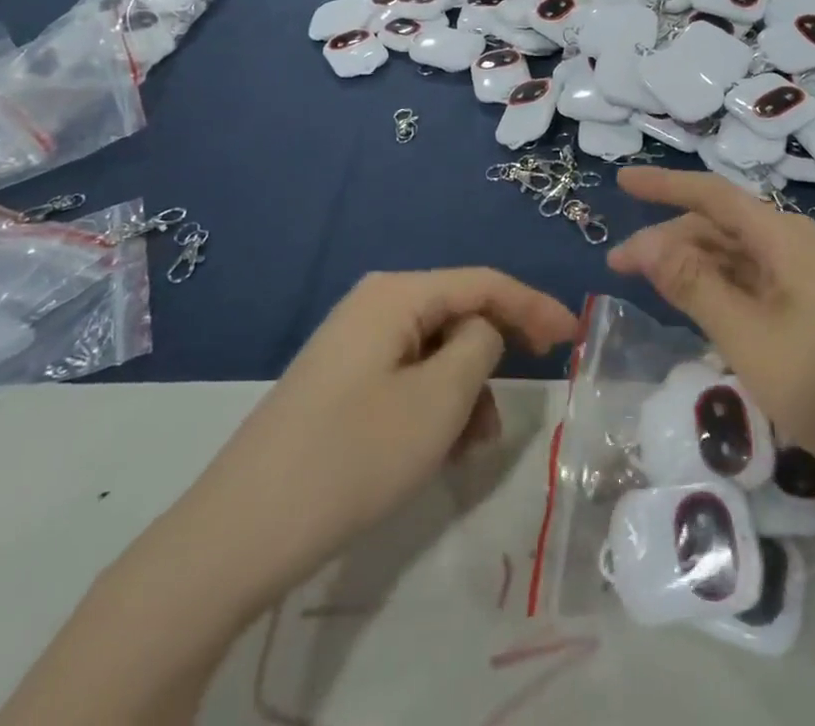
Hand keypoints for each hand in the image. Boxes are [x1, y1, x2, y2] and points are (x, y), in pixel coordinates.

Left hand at [173, 269, 575, 604]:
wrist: (240, 532)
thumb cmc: (354, 454)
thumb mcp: (439, 399)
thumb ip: (481, 346)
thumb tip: (484, 332)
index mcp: (397, 294)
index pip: (484, 282)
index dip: (533, 304)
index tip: (574, 334)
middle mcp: (375, 305)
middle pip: (459, 312)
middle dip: (498, 350)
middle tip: (535, 383)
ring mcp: (354, 345)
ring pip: (435, 352)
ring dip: (466, 390)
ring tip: (475, 446)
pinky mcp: (341, 384)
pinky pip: (407, 378)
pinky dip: (435, 405)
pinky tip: (441, 450)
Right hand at [609, 167, 814, 472]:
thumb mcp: (749, 338)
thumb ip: (694, 286)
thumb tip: (646, 242)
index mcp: (784, 237)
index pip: (712, 194)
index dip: (663, 184)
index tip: (620, 180)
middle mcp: (799, 246)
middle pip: (722, 226)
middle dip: (669, 239)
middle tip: (620, 268)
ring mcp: (813, 281)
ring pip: (740, 258)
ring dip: (694, 267)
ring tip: (654, 289)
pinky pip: (759, 286)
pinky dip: (722, 292)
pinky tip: (703, 314)